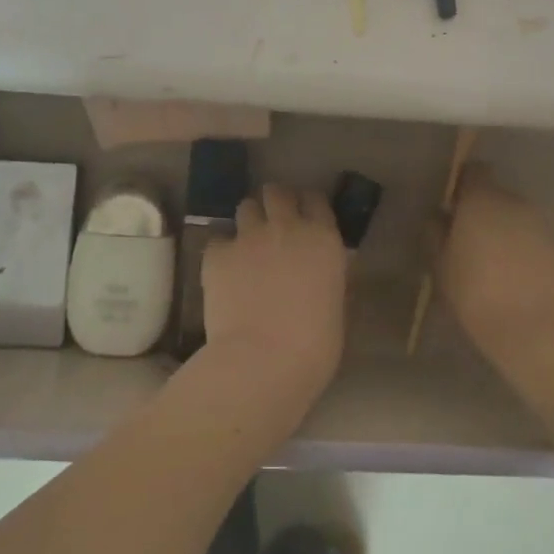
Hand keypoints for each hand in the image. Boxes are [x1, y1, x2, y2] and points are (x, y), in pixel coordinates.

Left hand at [199, 183, 347, 419]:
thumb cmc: (314, 346)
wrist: (262, 361)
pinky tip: (223, 272)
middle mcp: (286, 227)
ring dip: (249, 222)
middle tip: (274, 224)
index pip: (316, 200)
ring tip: (247, 246)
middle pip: (277, 192)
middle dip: (275, 202)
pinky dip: (221, 252)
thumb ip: (329, 278)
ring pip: (246, 207)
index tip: (306, 217)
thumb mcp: (337, 307)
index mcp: (322, 239)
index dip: (309, 206)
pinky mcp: (217, 253)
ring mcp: (248, 237)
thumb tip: (323, 272)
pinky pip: (218, 241)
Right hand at [436, 165, 553, 371]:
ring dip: (505, 233)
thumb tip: (438, 218)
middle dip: (483, 213)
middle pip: (496, 197)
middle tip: (468, 240)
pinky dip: (525, 254)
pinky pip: (535, 244)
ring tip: (492, 264)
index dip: (463, 184)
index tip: (452, 205)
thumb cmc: (477, 294)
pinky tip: (516, 282)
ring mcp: (543, 227)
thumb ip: (436, 236)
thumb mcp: (441, 267)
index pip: (474, 171)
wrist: (538, 330)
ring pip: (517, 221)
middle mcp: (515, 204)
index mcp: (482, 200)